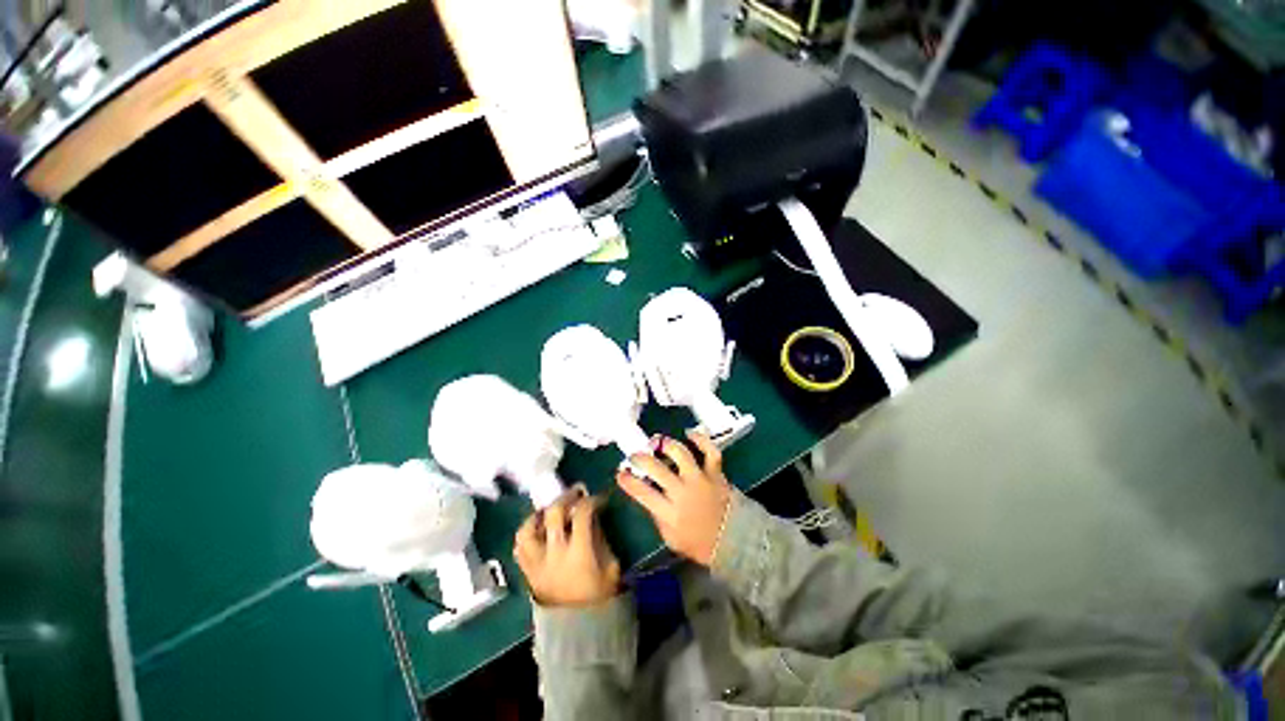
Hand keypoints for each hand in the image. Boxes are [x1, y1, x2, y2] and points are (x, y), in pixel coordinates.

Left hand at [514, 487, 621, 607]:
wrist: (579, 631)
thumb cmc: (600, 596)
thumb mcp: (610, 565)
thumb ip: (600, 538)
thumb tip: (593, 516)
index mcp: (579, 553)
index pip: (582, 514)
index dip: (591, 500)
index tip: (598, 498)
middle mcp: (554, 554)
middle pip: (554, 514)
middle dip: (566, 497)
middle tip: (576, 492)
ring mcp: (537, 564)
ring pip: (528, 529)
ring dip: (539, 513)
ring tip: (550, 508)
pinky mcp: (528, 572)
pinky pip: (519, 547)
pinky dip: (526, 533)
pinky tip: (537, 528)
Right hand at [616, 431, 730, 566]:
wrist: (733, 541)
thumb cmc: (697, 542)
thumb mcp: (670, 537)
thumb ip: (657, 516)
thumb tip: (647, 494)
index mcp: (670, 513)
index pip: (642, 492)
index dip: (628, 480)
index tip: (620, 472)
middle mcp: (683, 492)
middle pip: (657, 468)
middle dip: (640, 458)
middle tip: (635, 456)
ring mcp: (701, 480)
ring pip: (681, 453)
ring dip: (666, 444)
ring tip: (657, 441)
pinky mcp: (716, 473)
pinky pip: (710, 451)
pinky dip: (701, 439)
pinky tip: (689, 433)